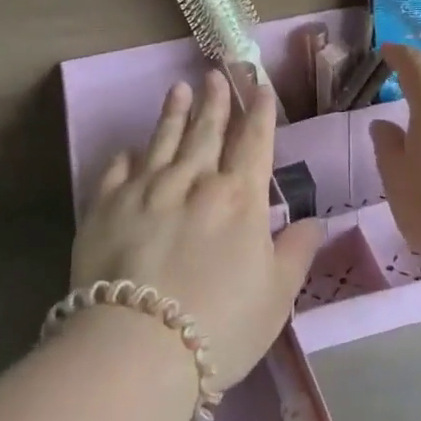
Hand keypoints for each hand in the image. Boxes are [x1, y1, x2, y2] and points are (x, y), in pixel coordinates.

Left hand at [70, 70, 325, 390]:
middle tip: (215, 74)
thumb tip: (316, 221)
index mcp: (239, 198)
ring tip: (178, 89)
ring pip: (163, 140)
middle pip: (207, 132)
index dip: (259, 114)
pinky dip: (127, 157)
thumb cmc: (221, 325)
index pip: (253, 143)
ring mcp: (145, 190)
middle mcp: (193, 181)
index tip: (260, 89)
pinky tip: (129, 149)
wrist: (138, 346)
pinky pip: (117, 171)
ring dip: (173, 113)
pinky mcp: (105, 206)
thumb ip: (296, 252)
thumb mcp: (276, 296)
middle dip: (215, 101)